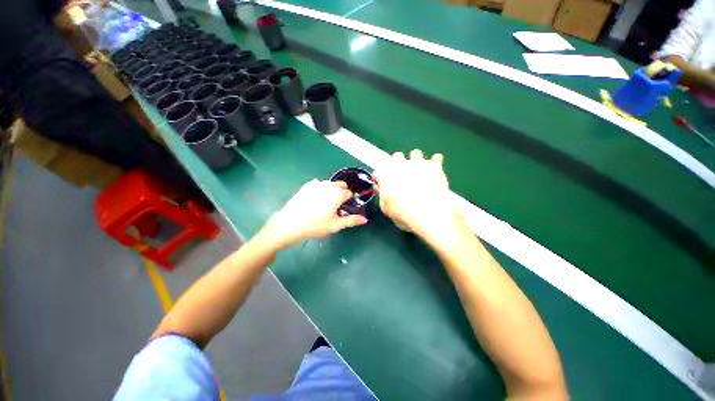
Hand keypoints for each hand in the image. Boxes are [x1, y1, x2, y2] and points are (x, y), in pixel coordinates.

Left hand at [265, 179, 367, 246]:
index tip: (345, 208)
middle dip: (342, 193)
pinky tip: (315, 200)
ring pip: (330, 184)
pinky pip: (319, 184)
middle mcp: (329, 185)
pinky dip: (321, 189)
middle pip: (341, 185)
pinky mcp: (307, 185)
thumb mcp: (335, 225)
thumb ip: (352, 220)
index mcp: (338, 194)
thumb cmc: (315, 225)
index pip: (349, 193)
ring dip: (332, 190)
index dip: (349, 201)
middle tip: (337, 206)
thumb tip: (365, 219)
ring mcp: (317, 184)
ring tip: (325, 203)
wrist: (290, 223)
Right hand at [374, 149, 462, 244]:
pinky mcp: (434, 166)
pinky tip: (435, 170)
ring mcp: (418, 163)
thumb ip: (382, 194)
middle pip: (396, 157)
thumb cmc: (402, 213)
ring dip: (416, 161)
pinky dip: (435, 163)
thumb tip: (381, 188)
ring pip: (415, 153)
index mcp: (385, 174)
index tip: (382, 184)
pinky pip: (436, 158)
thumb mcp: (386, 207)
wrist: (428, 213)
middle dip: (398, 164)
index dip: (380, 177)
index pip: (379, 170)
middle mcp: (400, 163)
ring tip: (419, 171)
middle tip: (401, 176)